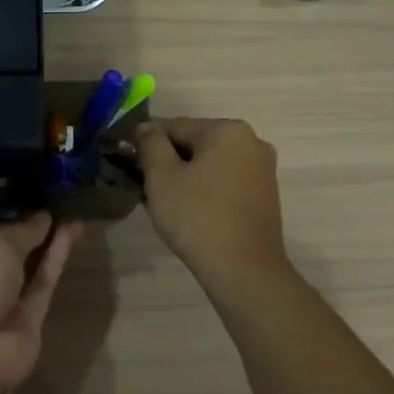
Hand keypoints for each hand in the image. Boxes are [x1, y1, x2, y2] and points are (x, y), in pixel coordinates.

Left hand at [0, 213, 86, 393]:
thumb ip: (23, 233)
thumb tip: (43, 218)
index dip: (16, 229)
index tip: (40, 212)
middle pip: (14, 258)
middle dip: (36, 237)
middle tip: (63, 213)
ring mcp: (8, 306)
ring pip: (33, 271)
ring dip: (52, 246)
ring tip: (74, 219)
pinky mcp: (32, 321)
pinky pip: (45, 285)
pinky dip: (57, 261)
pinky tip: (71, 235)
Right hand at [135, 117, 288, 286]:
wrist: (243, 267)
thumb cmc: (196, 216)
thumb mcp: (162, 177)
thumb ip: (151, 144)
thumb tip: (146, 127)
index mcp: (227, 130)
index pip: (175, 126)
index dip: (146, 141)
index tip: (127, 160)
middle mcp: (252, 141)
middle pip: (196, 143)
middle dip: (169, 160)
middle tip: (145, 185)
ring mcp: (263, 169)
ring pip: (212, 163)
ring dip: (187, 175)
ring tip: (166, 201)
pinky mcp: (265, 194)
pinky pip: (226, 181)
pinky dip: (206, 188)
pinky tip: (191, 210)